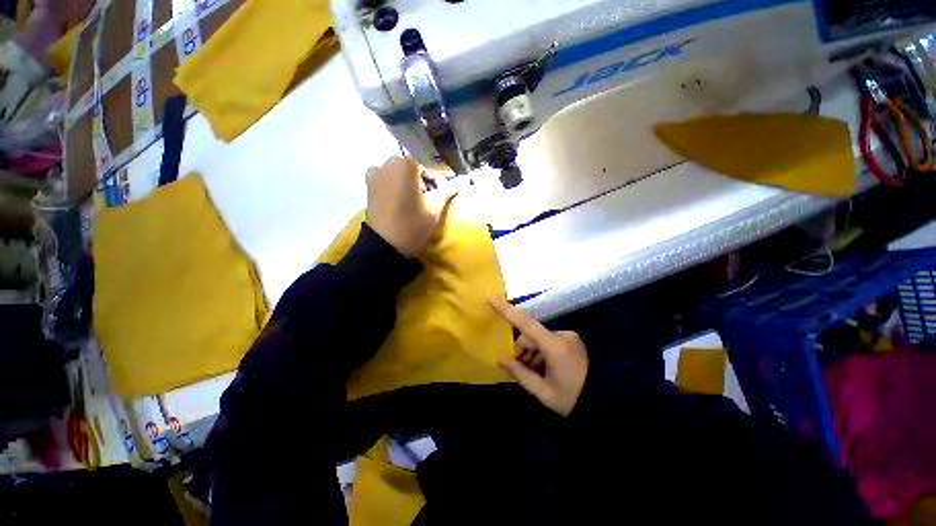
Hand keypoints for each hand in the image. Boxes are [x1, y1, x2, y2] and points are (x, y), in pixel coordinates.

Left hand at [365, 157, 457, 256]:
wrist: (384, 246)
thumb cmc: (413, 224)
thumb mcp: (435, 207)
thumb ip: (448, 190)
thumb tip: (464, 180)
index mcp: (405, 165)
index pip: (428, 170)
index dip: (438, 183)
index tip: (442, 197)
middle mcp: (387, 164)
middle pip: (412, 171)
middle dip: (422, 183)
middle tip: (430, 200)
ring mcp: (374, 176)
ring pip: (398, 175)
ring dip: (408, 184)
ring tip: (415, 202)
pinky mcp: (368, 188)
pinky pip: (386, 181)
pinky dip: (394, 187)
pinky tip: (400, 202)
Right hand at [489, 297, 588, 416]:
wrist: (607, 400)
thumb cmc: (573, 398)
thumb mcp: (544, 392)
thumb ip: (520, 374)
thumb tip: (501, 359)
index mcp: (554, 347)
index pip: (526, 324)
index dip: (508, 311)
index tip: (492, 298)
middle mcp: (562, 336)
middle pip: (531, 335)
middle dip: (522, 349)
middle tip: (517, 367)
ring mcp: (568, 337)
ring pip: (539, 339)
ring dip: (532, 351)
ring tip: (532, 371)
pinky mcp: (572, 340)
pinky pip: (549, 341)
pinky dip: (541, 351)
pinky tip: (542, 367)